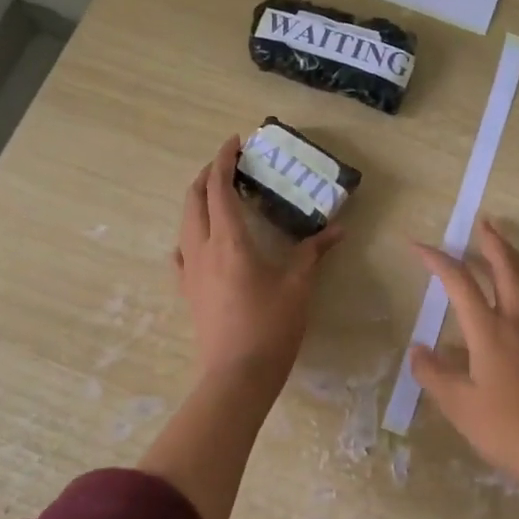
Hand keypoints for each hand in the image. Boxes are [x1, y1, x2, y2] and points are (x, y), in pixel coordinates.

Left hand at [172, 137, 342, 393]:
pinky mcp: (187, 292)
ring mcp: (190, 271)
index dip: (224, 160)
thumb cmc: (270, 327)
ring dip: (198, 200)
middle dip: (208, 174)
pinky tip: (198, 241)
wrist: (236, 377)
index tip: (234, 141)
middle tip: (229, 165)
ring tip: (218, 195)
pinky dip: (189, 234)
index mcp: (229, 240)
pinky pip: (181, 252)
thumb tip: (338, 230)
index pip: (219, 188)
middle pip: (195, 198)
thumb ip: (314, 253)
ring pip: (185, 222)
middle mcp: (202, 248)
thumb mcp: (298, 286)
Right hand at [410, 218, 518, 491]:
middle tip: (481, 222)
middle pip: (505, 267)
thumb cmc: (511, 431)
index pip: (460, 282)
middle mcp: (518, 320)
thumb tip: (418, 349)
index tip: (417, 246)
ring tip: (502, 243)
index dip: (437, 260)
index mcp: (490, 331)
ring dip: (513, 255)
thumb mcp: (461, 408)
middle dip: (491, 242)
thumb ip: (435, 375)